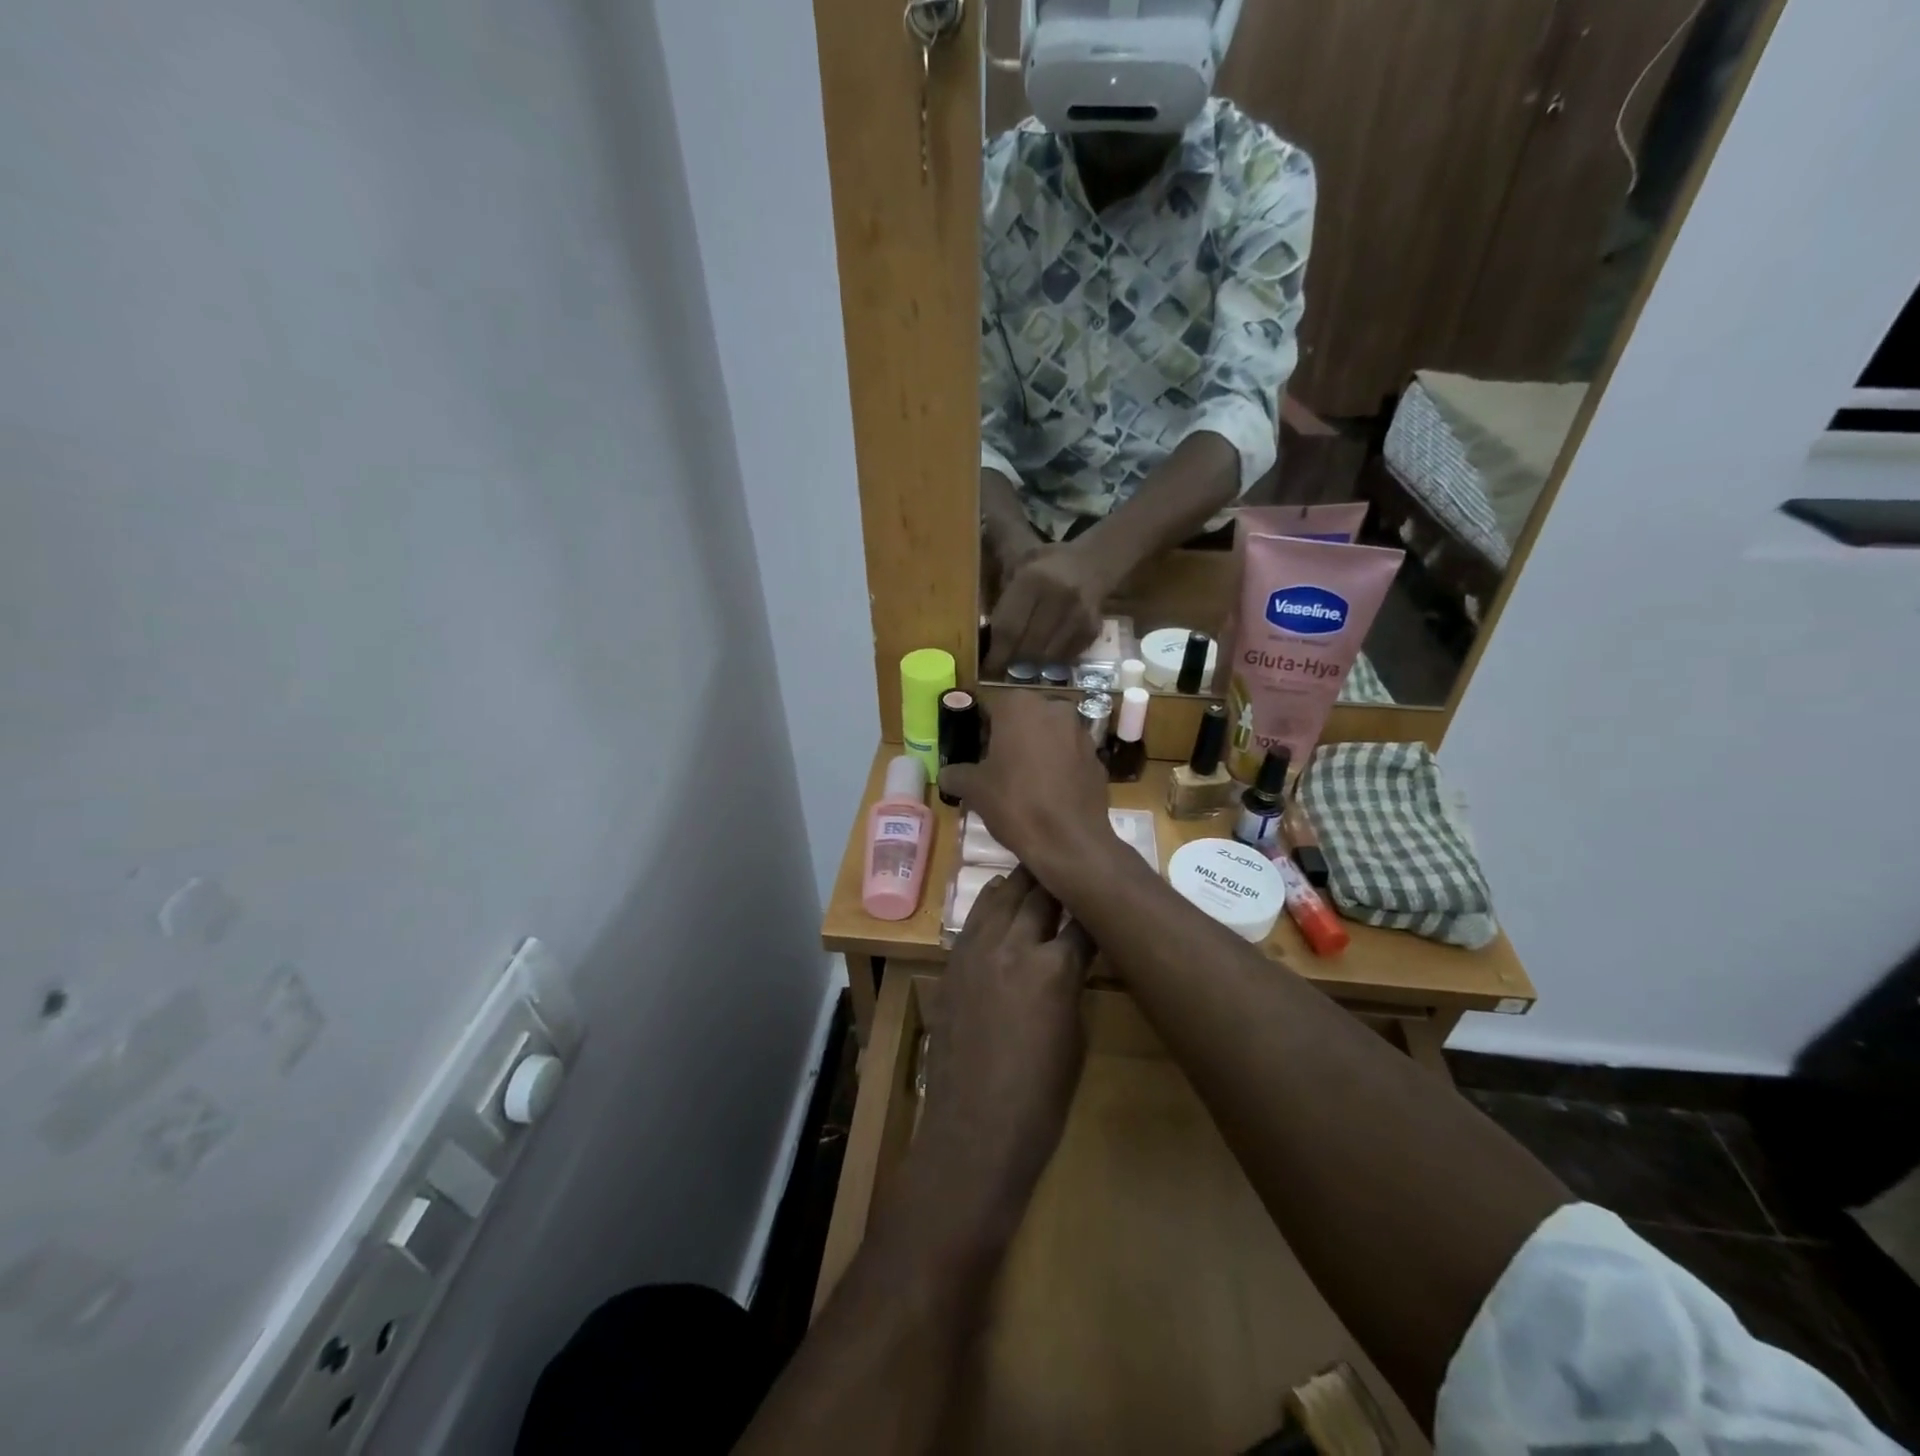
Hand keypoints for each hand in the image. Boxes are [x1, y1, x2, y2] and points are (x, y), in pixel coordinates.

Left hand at [918, 868, 1093, 1221]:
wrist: (973, 1132)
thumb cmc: (1039, 1100)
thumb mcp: (1075, 1038)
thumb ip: (1073, 986)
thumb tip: (1073, 959)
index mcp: (1054, 969)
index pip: (1082, 922)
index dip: (1097, 908)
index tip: (1106, 896)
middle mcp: (1014, 946)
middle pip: (1039, 896)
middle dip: (1060, 881)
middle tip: (1075, 868)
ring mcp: (977, 951)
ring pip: (1002, 896)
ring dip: (1024, 882)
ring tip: (1040, 867)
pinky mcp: (953, 963)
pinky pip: (975, 919)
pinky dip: (992, 902)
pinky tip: (1000, 893)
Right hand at [938, 693, 1111, 883]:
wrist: (1070, 842)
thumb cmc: (1016, 804)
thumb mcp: (974, 789)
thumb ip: (956, 774)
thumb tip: (947, 774)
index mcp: (1020, 706)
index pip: (989, 708)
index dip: (977, 730)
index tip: (972, 753)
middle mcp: (1054, 708)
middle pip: (1021, 718)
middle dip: (1008, 738)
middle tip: (993, 768)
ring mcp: (1081, 732)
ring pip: (1048, 735)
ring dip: (1034, 750)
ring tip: (1021, 782)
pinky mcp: (1097, 758)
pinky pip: (1068, 756)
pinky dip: (1057, 768)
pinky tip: (1047, 794)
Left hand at [984, 541, 1112, 675]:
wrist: (1093, 564)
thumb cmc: (1045, 566)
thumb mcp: (1017, 566)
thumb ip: (1001, 596)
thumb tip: (983, 635)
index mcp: (1033, 579)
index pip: (1009, 628)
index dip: (996, 653)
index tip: (988, 665)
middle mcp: (1058, 597)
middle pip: (1027, 647)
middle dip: (1013, 659)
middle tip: (1005, 660)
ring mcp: (1078, 616)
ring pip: (1047, 657)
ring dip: (1033, 662)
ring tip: (1025, 654)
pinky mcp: (1092, 631)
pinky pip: (1065, 658)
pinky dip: (1052, 659)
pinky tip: (1047, 647)